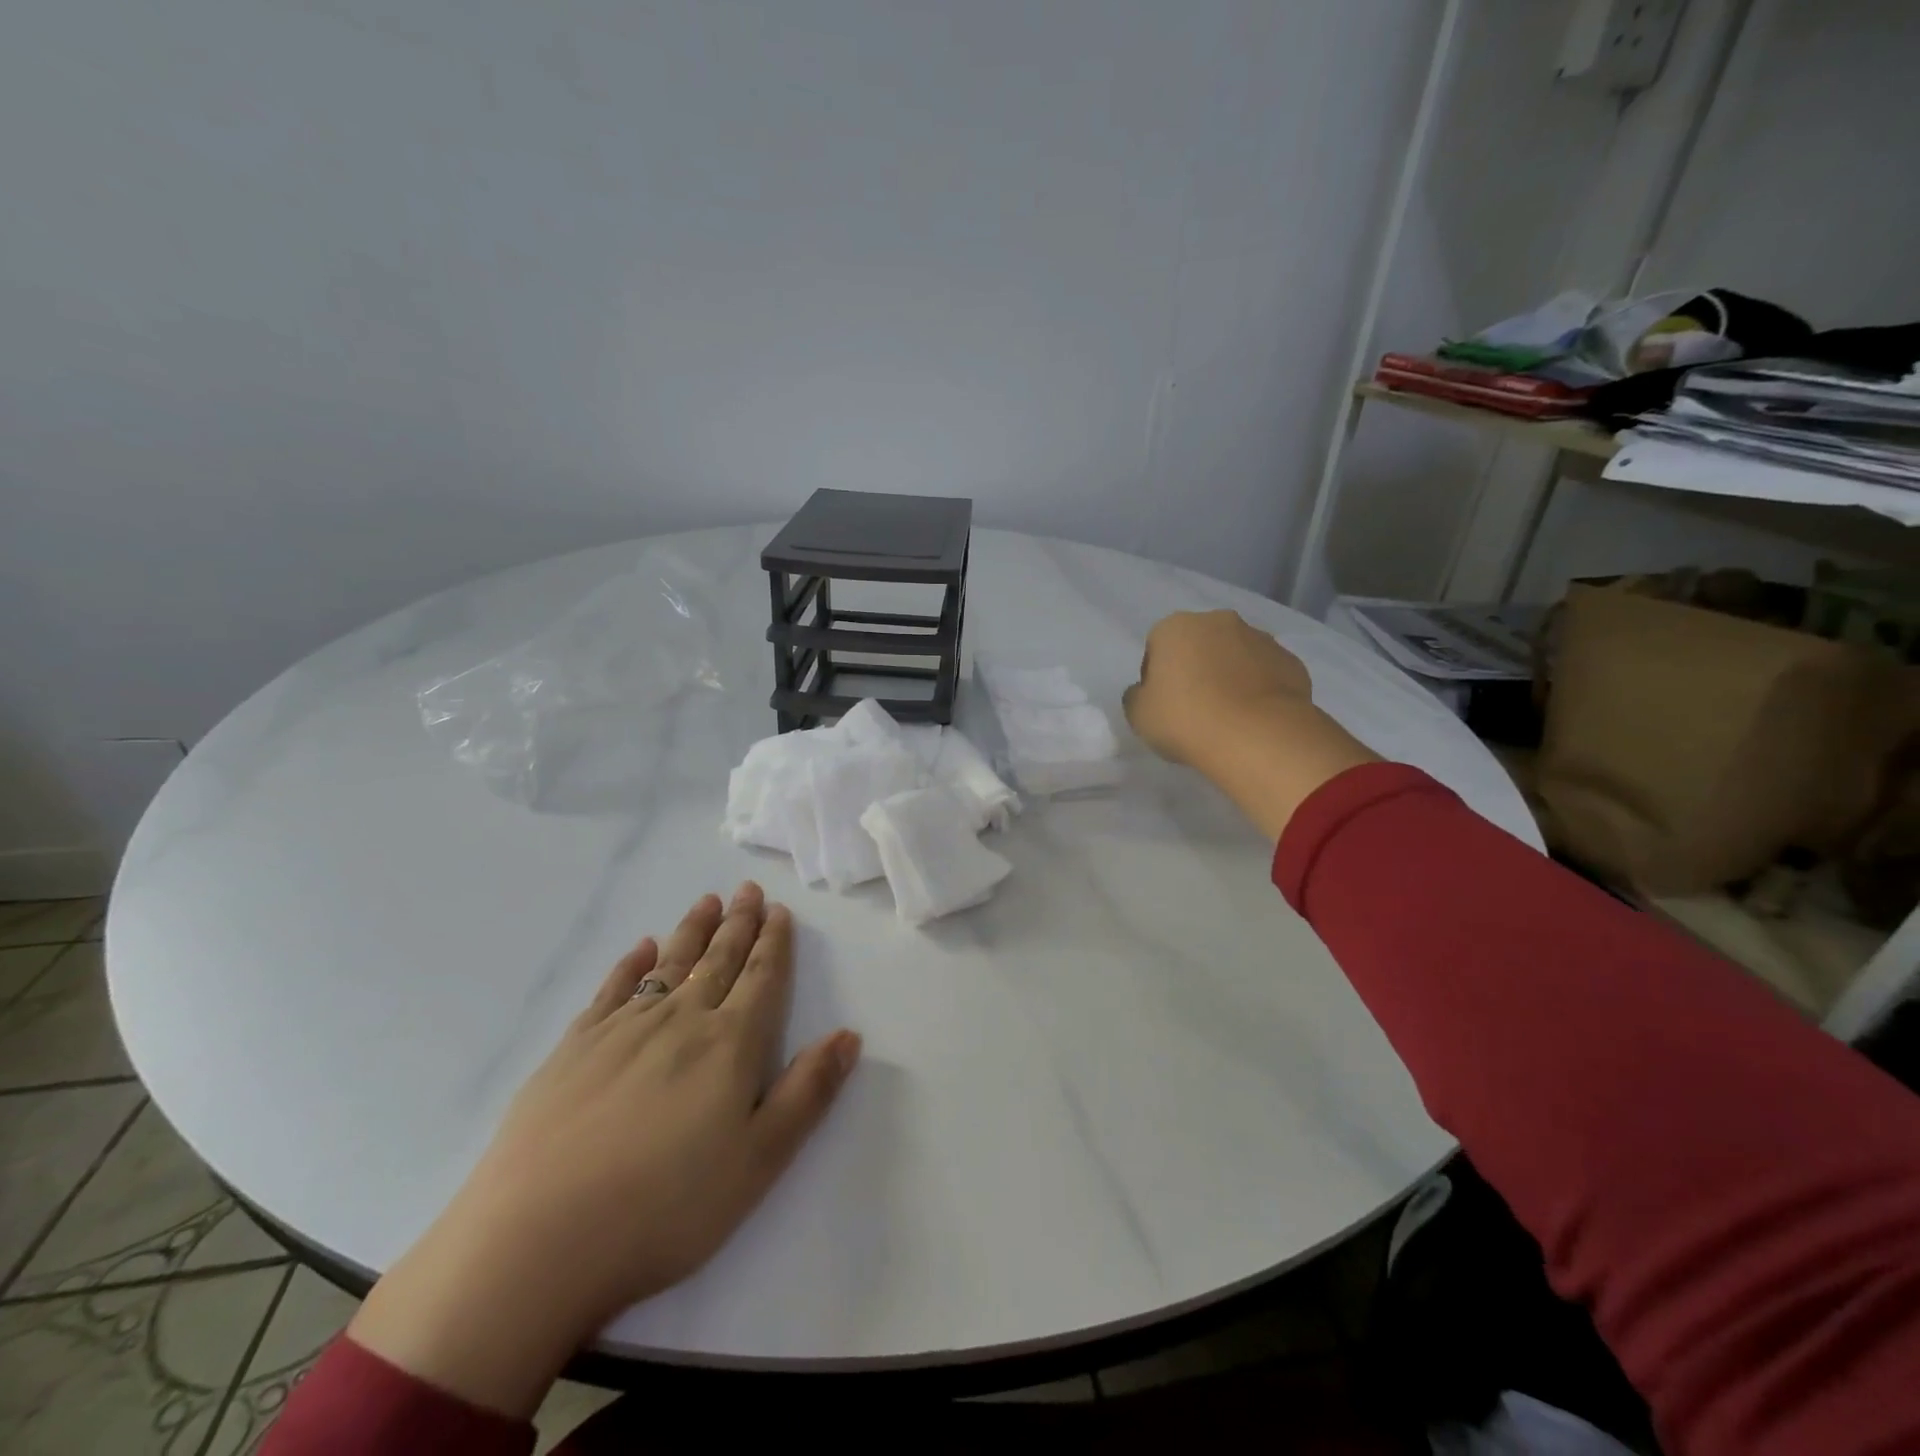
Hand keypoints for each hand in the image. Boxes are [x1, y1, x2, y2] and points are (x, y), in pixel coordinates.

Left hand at [348, 883, 859, 1418]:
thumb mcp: (759, 1161)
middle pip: (718, 960)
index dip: (774, 943)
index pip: (761, 978)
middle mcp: (680, 1020)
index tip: (779, 911)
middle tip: (748, 889)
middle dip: (738, 923)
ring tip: (707, 901)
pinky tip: (641, 947)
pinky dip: (632, 962)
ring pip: (670, 963)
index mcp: (729, 1045)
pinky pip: (613, 988)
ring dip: (693, 930)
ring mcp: (622, 1029)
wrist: (538, 1240)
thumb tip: (849, 1035)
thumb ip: (808, 1092)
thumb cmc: (666, 1207)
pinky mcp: (574, 1047)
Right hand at [1123, 609, 1312, 765]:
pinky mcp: (1291, 662)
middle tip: (1194, 709)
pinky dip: (1258, 690)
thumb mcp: (1138, 714)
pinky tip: (1254, 719)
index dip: (1156, 677)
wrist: (1257, 735)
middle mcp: (1219, 622)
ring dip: (1229, 676)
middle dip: (1196, 669)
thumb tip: (1146, 692)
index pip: (1157, 647)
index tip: (1162, 705)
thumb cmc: (1185, 719)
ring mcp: (1260, 639)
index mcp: (1176, 627)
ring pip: (1235, 656)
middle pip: (1199, 645)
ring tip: (1228, 717)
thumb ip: (1137, 696)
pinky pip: (1266, 674)